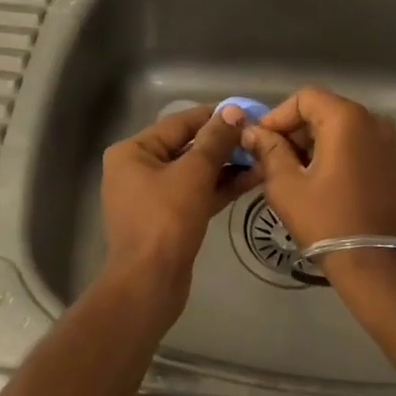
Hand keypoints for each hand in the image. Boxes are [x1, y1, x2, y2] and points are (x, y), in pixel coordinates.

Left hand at [98, 103, 260, 320]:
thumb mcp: (193, 174)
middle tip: (259, 137)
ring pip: (195, 172)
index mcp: (133, 151)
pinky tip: (252, 180)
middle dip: (224, 143)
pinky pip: (196, 194)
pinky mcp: (168, 218)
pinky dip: (220, 187)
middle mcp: (138, 169)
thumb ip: (215, 140)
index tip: (248, 112)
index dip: (215, 116)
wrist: (149, 285)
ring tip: (263, 157)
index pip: (179, 123)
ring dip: (227, 166)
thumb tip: (233, 110)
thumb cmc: (165, 221)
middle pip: (187, 147)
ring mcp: (152, 196)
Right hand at [240, 87, 395, 250]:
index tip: (259, 142)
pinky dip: (329, 153)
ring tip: (286, 172)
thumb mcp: (286, 184)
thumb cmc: (327, 220)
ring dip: (309, 143)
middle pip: (322, 111)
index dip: (277, 116)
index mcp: (347, 119)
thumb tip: (252, 133)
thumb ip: (268, 150)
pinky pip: (352, 144)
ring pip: (337, 128)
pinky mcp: (389, 162)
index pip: (304, 98)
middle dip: (292, 131)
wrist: (376, 264)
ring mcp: (385, 142)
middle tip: (268, 159)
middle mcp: (371, 121)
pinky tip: (312, 180)